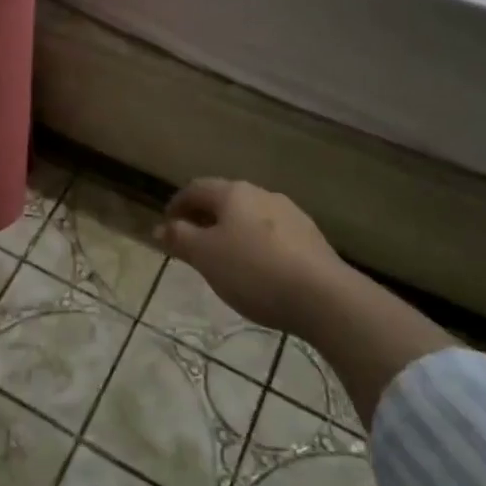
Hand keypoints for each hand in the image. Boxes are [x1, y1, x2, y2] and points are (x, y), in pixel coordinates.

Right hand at [156, 178, 346, 333]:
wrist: (324, 297)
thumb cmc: (253, 271)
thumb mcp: (205, 256)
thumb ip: (180, 238)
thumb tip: (160, 227)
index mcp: (233, 193)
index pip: (196, 188)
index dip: (177, 204)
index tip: (167, 225)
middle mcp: (262, 194)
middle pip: (225, 200)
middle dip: (205, 218)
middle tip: (192, 242)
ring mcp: (291, 214)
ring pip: (250, 217)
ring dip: (232, 231)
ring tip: (224, 258)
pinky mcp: (311, 238)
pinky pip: (272, 235)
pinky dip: (256, 245)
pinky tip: (257, 269)